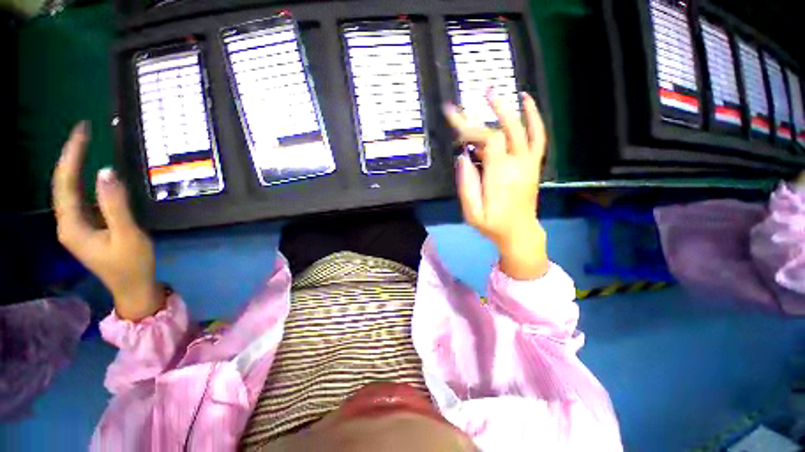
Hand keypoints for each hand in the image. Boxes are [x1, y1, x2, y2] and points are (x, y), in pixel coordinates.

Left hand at [53, 122, 163, 320]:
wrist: (134, 287)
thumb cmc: (132, 264)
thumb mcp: (127, 235)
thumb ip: (116, 205)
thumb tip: (106, 172)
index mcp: (72, 226)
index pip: (64, 183)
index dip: (71, 155)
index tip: (82, 132)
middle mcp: (68, 223)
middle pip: (62, 184)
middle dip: (70, 156)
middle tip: (83, 133)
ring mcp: (77, 226)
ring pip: (69, 191)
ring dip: (75, 167)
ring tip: (85, 146)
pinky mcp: (88, 228)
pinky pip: (81, 198)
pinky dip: (83, 181)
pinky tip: (91, 173)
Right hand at [444, 92, 548, 279]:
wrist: (519, 233)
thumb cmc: (492, 225)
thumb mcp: (472, 213)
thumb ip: (466, 185)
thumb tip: (462, 157)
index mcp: (500, 174)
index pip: (488, 140)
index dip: (472, 130)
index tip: (455, 125)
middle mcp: (518, 163)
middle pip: (503, 130)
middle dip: (487, 113)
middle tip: (473, 98)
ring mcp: (529, 162)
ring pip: (521, 128)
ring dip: (508, 108)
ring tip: (492, 92)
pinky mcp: (533, 164)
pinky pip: (538, 136)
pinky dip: (534, 117)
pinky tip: (527, 100)